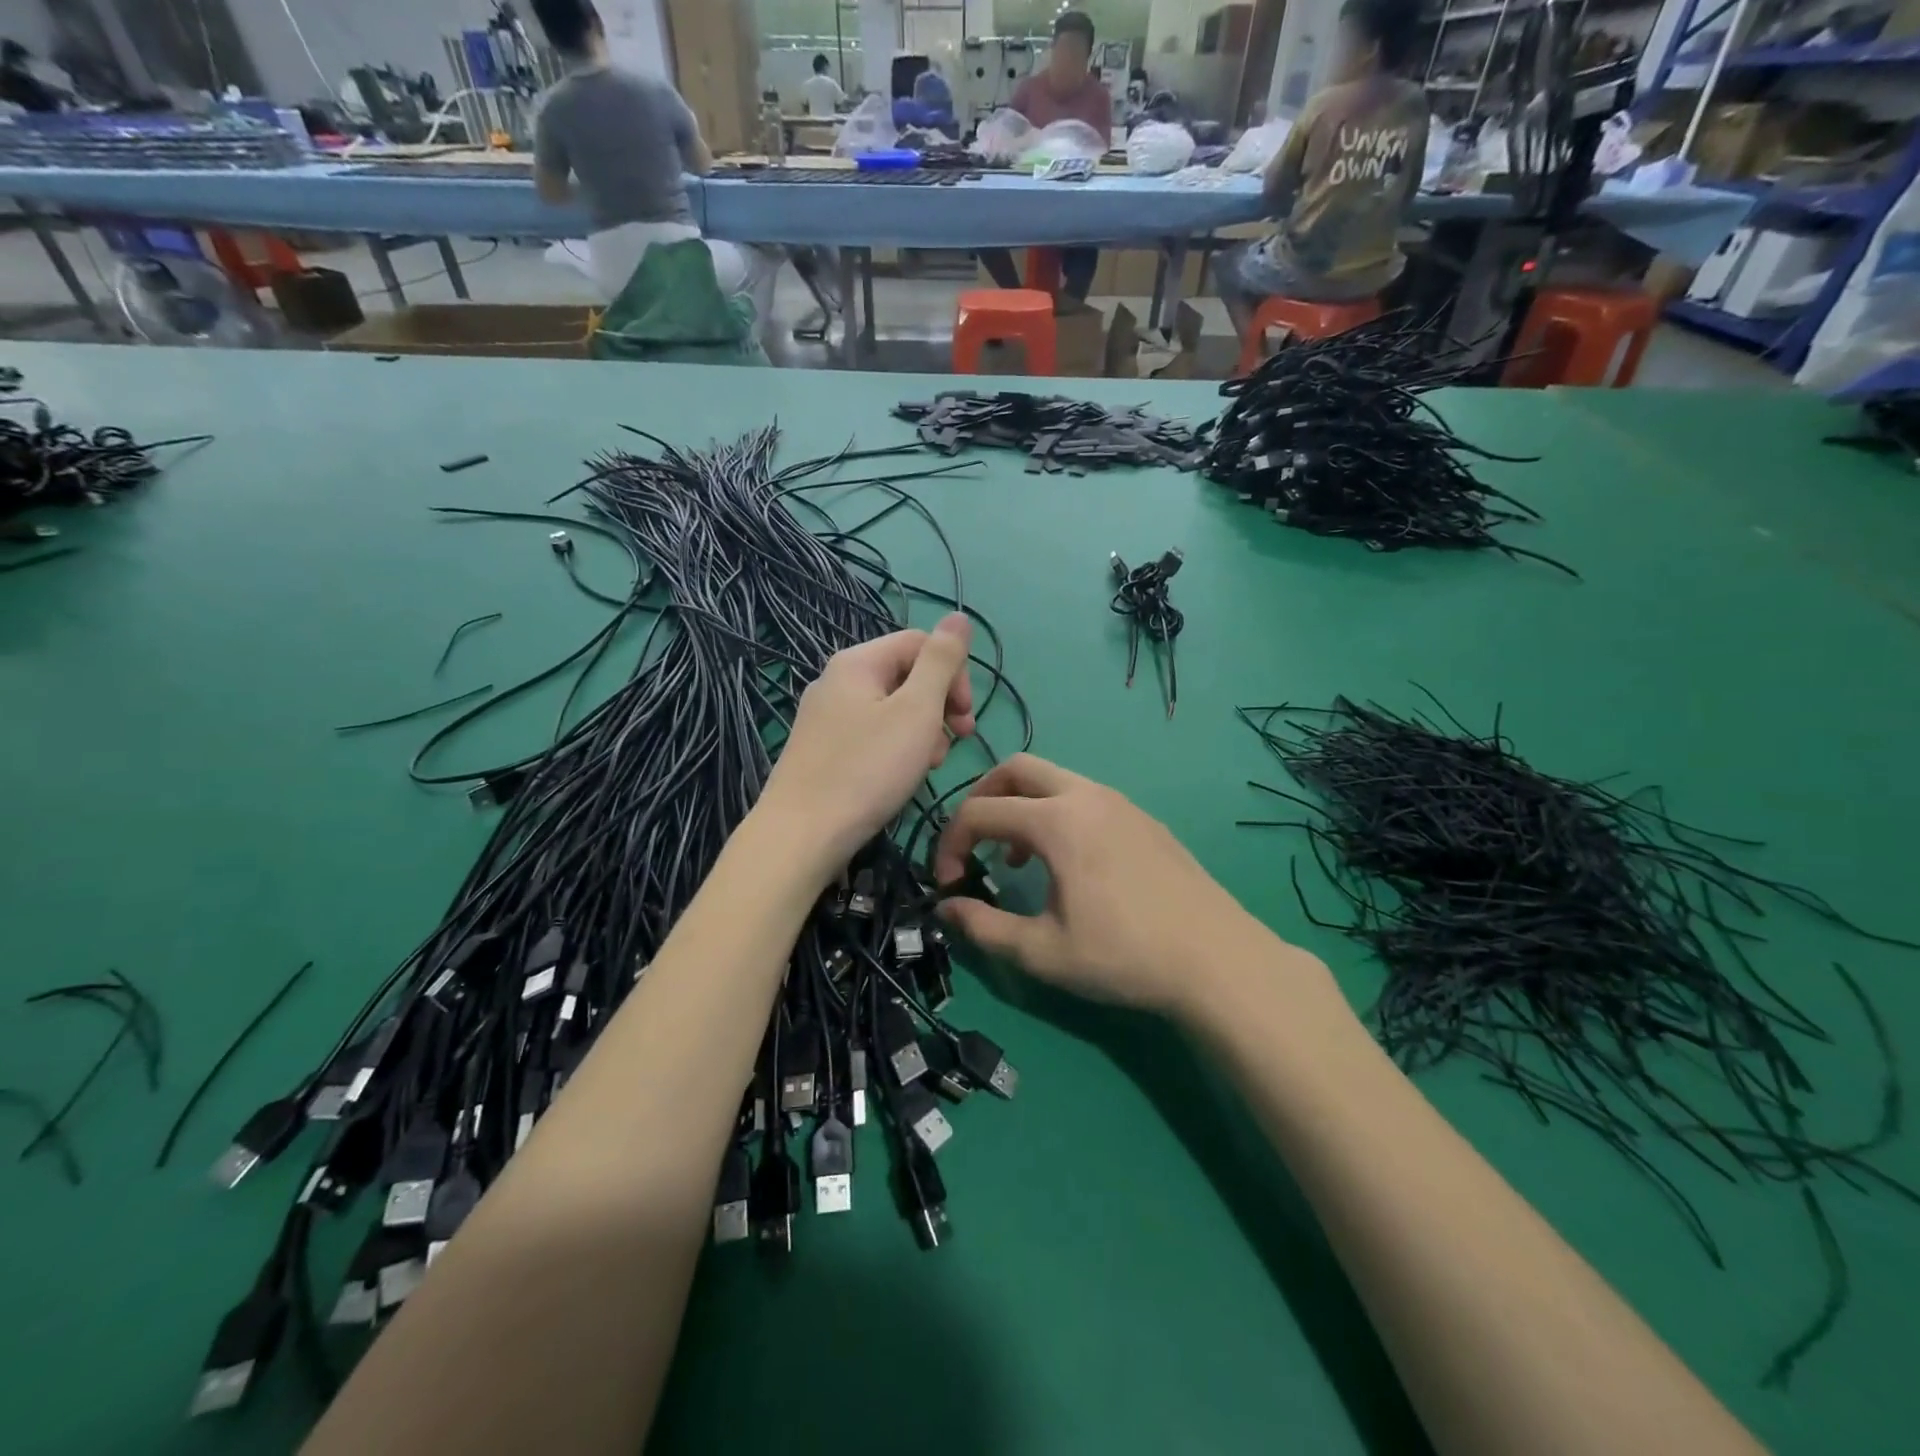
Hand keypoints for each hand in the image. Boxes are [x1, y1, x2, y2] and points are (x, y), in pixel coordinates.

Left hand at [761, 615, 974, 873]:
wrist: (802, 835)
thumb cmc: (867, 770)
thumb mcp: (916, 710)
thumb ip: (941, 662)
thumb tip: (959, 616)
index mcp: (858, 662)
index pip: (920, 643)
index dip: (954, 674)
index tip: (966, 718)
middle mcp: (837, 681)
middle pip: (905, 675)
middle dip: (939, 705)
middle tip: (958, 742)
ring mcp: (825, 717)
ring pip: (891, 709)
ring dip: (922, 730)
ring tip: (930, 765)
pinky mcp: (822, 750)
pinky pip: (871, 735)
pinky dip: (896, 748)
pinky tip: (902, 777)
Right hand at [933, 754, 1297, 1019]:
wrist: (1217, 959)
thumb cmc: (1123, 955)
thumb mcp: (1042, 951)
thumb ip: (984, 927)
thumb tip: (946, 909)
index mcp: (1056, 820)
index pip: (979, 812)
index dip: (950, 844)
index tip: (949, 884)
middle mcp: (1086, 795)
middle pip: (1015, 768)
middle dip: (982, 798)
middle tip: (973, 842)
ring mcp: (1120, 802)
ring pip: (1053, 779)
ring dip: (1021, 805)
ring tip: (1017, 857)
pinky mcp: (1143, 818)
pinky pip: (1083, 796)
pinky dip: (1056, 812)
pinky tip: (1067, 862)